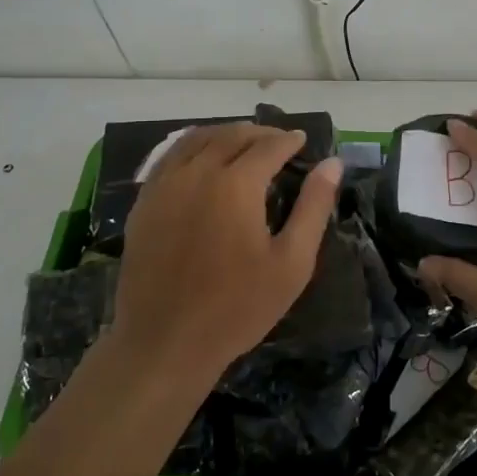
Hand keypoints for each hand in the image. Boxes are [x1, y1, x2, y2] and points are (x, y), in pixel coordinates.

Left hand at [111, 122, 341, 391]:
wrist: (165, 342)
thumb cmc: (237, 307)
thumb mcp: (292, 263)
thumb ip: (313, 207)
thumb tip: (332, 164)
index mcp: (236, 184)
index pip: (268, 145)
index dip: (289, 140)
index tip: (303, 141)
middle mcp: (198, 172)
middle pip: (232, 135)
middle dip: (260, 133)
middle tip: (278, 141)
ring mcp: (165, 185)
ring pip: (197, 139)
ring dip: (225, 134)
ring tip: (243, 143)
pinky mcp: (144, 201)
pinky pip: (170, 157)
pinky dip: (193, 146)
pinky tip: (202, 159)